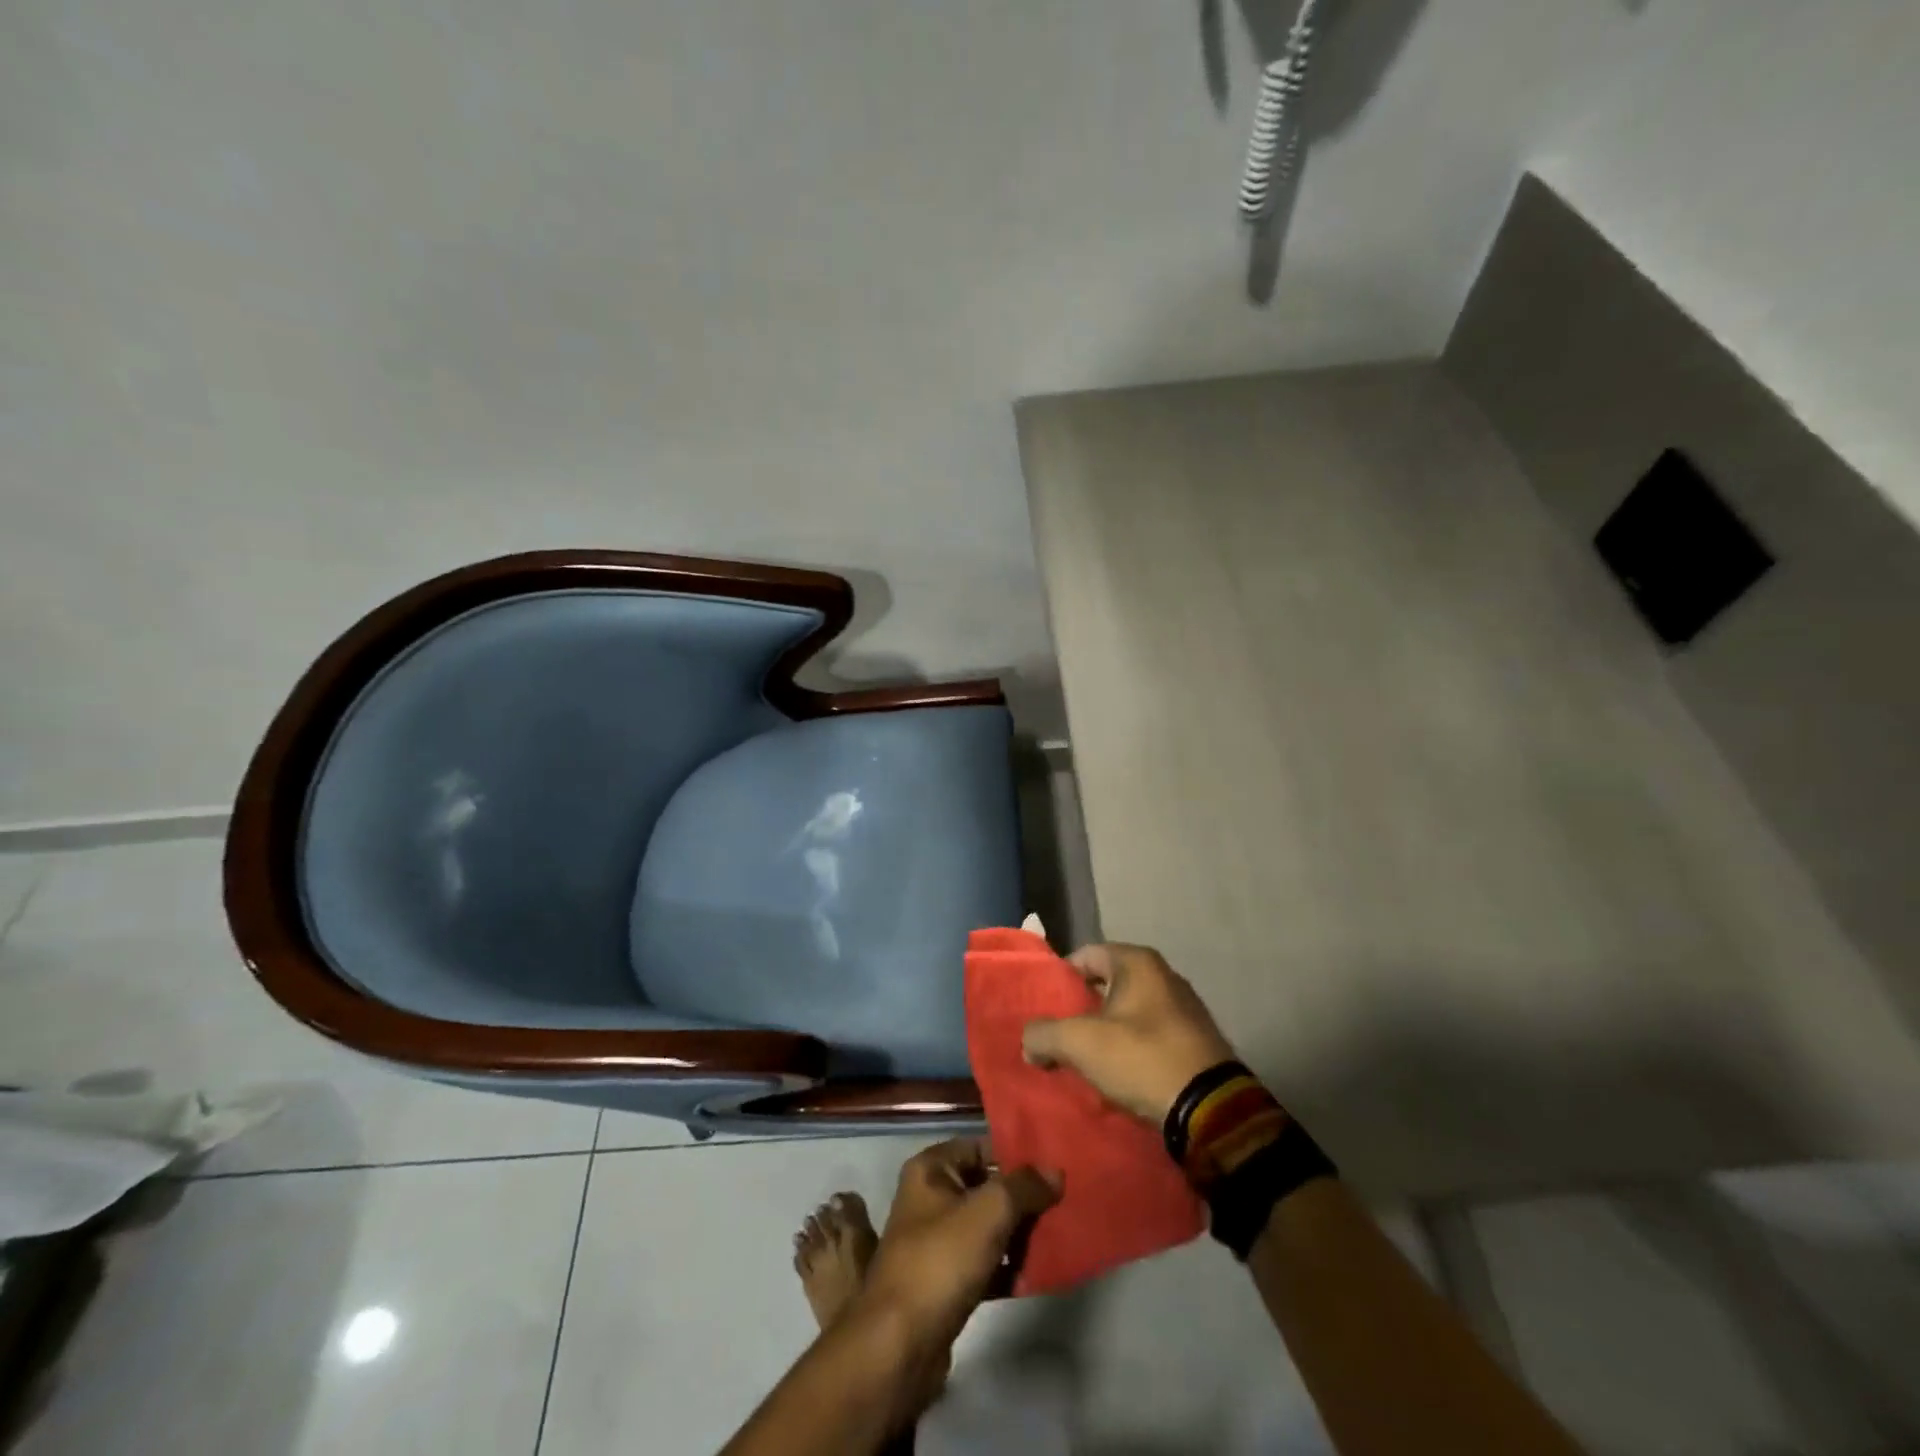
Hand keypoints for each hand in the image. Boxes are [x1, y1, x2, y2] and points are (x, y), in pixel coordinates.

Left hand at [856, 1139, 1060, 1357]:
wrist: (900, 1345)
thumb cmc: (941, 1260)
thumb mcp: (989, 1212)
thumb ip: (1024, 1187)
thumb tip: (1055, 1171)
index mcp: (931, 1169)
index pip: (980, 1146)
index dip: (1014, 1153)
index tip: (1052, 1165)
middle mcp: (929, 1197)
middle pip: (986, 1187)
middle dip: (1021, 1198)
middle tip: (1060, 1205)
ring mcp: (935, 1242)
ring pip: (986, 1227)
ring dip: (1018, 1234)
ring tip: (1054, 1240)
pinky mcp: (944, 1282)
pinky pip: (983, 1263)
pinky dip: (1006, 1267)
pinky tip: (1035, 1276)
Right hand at [1022, 942, 1236, 1123]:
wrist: (1211, 1111)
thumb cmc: (1141, 1058)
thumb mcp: (1080, 1043)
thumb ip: (1043, 1034)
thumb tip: (1029, 1043)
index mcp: (1137, 962)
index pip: (1085, 956)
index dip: (1059, 979)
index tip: (1043, 1008)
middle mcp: (1164, 975)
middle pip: (1106, 985)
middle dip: (1080, 1010)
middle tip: (1057, 1036)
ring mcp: (1183, 1009)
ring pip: (1128, 1013)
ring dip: (1105, 1033)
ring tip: (1081, 1060)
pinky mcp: (1195, 1041)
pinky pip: (1149, 1036)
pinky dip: (1129, 1050)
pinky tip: (1116, 1075)